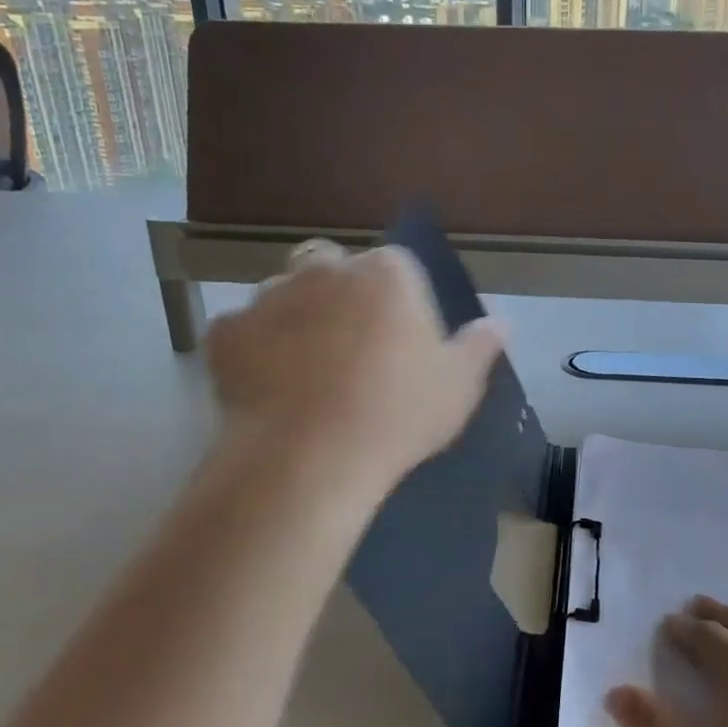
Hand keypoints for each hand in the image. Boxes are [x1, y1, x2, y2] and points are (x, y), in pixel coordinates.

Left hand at [203, 239, 505, 487]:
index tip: (399, 341)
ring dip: (295, 318)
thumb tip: (502, 323)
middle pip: (332, 266)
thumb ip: (481, 346)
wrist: (307, 461)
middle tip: (349, 348)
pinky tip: (268, 389)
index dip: (398, 301)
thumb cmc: (397, 416)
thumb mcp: (458, 387)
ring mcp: (268, 297)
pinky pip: (244, 332)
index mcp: (386, 273)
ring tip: (305, 373)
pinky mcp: (225, 333)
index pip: (396, 266)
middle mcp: (324, 269)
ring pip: (284, 294)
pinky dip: (254, 351)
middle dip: (339, 293)